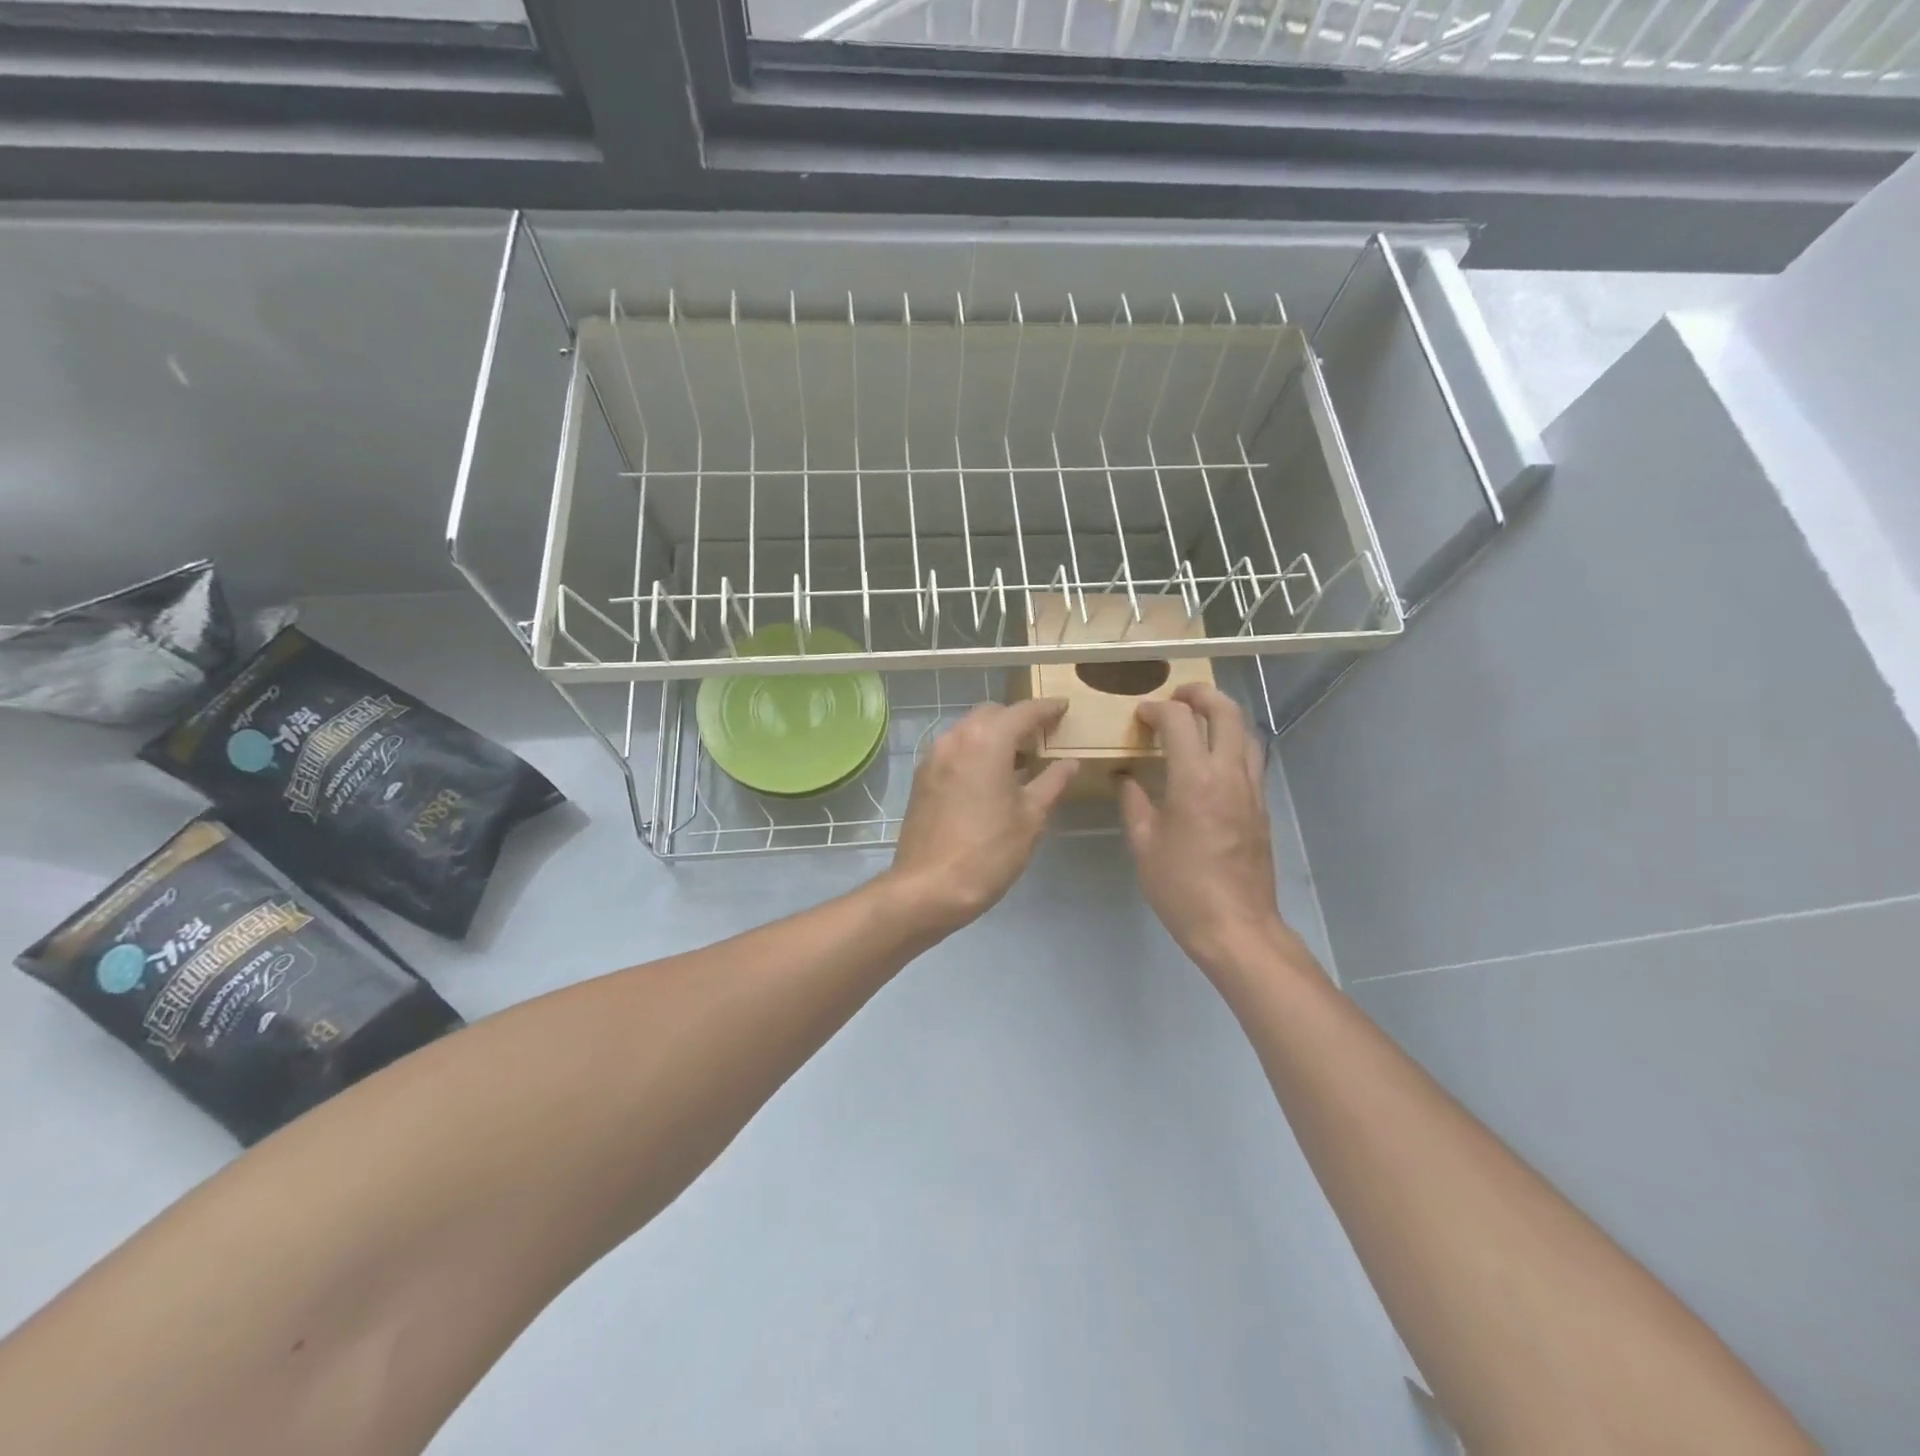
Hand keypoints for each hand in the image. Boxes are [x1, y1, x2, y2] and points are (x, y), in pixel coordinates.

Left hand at [888, 699, 1079, 934]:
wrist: (929, 887)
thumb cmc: (989, 851)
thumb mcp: (1031, 817)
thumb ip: (1053, 782)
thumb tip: (1070, 762)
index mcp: (987, 741)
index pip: (1022, 711)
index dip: (1046, 708)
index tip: (1064, 707)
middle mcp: (956, 738)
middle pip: (992, 713)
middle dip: (1018, 718)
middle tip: (1043, 736)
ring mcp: (934, 757)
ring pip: (969, 729)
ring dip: (994, 734)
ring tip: (1020, 758)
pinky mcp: (922, 778)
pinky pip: (954, 750)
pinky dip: (975, 751)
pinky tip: (990, 777)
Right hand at [1119, 684, 1291, 976]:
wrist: (1236, 926)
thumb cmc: (1181, 887)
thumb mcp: (1144, 844)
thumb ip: (1133, 802)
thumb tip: (1124, 776)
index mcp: (1194, 780)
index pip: (1180, 721)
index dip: (1158, 709)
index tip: (1141, 714)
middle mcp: (1229, 775)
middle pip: (1227, 712)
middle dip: (1202, 695)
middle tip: (1178, 696)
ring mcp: (1251, 790)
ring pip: (1247, 733)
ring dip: (1224, 716)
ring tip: (1199, 721)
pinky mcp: (1261, 808)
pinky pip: (1251, 760)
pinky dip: (1233, 743)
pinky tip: (1212, 760)